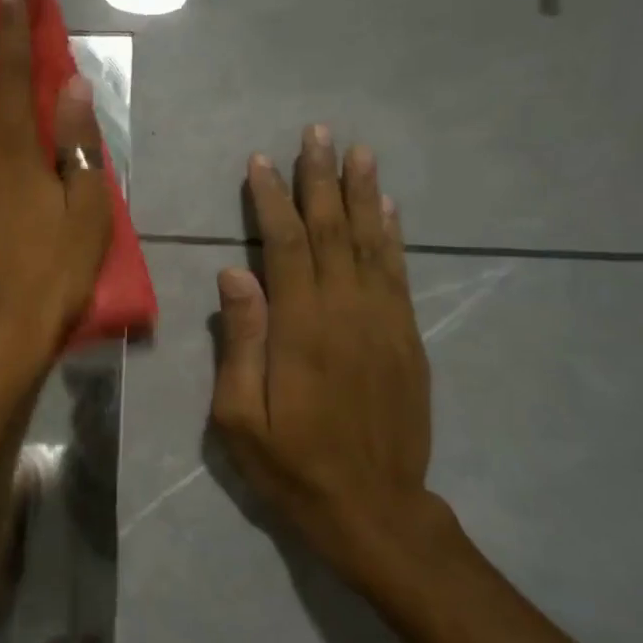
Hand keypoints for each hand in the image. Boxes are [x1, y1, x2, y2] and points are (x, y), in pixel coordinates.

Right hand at [211, 126, 455, 592]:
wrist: (374, 509)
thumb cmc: (292, 465)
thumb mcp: (239, 417)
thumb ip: (241, 342)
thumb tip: (235, 274)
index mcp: (301, 328)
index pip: (286, 245)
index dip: (273, 200)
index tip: (262, 162)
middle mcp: (347, 312)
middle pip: (333, 231)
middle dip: (321, 179)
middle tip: (318, 133)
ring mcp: (384, 323)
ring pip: (372, 243)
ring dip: (364, 194)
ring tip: (359, 152)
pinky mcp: (407, 339)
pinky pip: (399, 274)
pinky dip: (393, 236)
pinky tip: (389, 209)